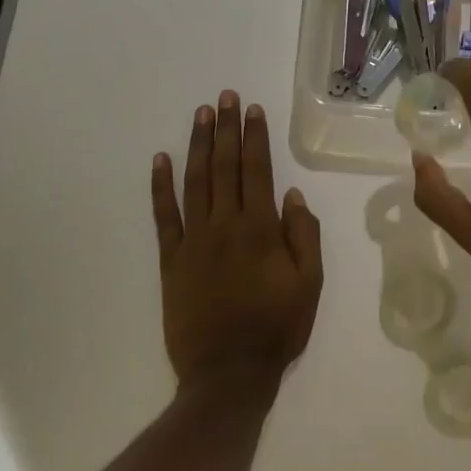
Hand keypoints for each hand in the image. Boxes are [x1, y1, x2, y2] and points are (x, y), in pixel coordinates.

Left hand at [151, 91, 322, 390]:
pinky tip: (160, 160)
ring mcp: (194, 241)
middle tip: (224, 97)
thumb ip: (304, 235)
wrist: (229, 373)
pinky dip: (161, 187)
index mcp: (262, 229)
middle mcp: (226, 225)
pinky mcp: (171, 260)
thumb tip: (293, 194)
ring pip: (195, 183)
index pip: (257, 171)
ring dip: (197, 146)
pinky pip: (164, 216)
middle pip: (225, 167)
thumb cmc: (277, 328)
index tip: (251, 110)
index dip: (254, 137)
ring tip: (201, 115)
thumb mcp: (310, 284)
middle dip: (225, 129)